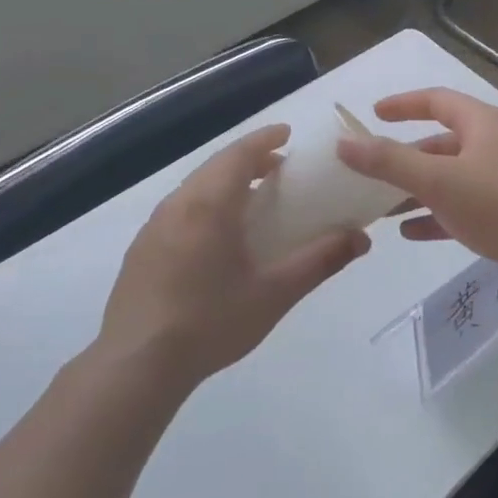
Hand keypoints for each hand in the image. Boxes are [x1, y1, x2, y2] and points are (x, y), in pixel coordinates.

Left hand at [97, 125, 369, 389]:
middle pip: (216, 167)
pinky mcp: (141, 250)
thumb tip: (361, 238)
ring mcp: (154, 227)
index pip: (239, 154)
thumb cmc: (211, 322)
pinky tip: (218, 237)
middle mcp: (178, 205)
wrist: (136, 365)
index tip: (288, 133)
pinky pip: (180, 210)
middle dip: (249, 159)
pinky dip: (206, 204)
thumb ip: (320, 260)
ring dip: (226, 182)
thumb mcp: (275, 293)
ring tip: (253, 200)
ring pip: (195, 188)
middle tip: (279, 168)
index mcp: (209, 205)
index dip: (265, 139)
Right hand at [335, 88, 497, 286]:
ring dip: (417, 190)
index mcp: (483, 124)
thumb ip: (388, 161)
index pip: (437, 101)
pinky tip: (411, 232)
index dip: (403, 104)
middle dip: (406, 157)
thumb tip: (344, 143)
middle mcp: (495, 145)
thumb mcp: (436, 179)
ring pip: (451, 178)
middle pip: (442, 143)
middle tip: (373, 170)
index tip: (374, 115)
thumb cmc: (496, 203)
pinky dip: (437, 215)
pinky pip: (464, 206)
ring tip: (383, 207)